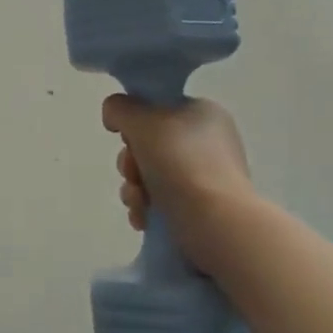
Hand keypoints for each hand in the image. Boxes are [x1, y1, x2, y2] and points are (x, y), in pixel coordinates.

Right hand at [102, 94, 258, 276]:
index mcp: (203, 113)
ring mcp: (207, 177)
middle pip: (150, 144)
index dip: (135, 123)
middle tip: (132, 174)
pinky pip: (163, 201)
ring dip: (134, 189)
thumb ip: (120, 109)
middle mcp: (208, 142)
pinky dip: (147, 208)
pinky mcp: (203, 209)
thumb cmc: (181, 163)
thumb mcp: (142, 121)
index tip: (126, 138)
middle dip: (130, 163)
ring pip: (151, 175)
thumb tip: (115, 117)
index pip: (157, 108)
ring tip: (139, 203)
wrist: (217, 224)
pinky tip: (144, 218)